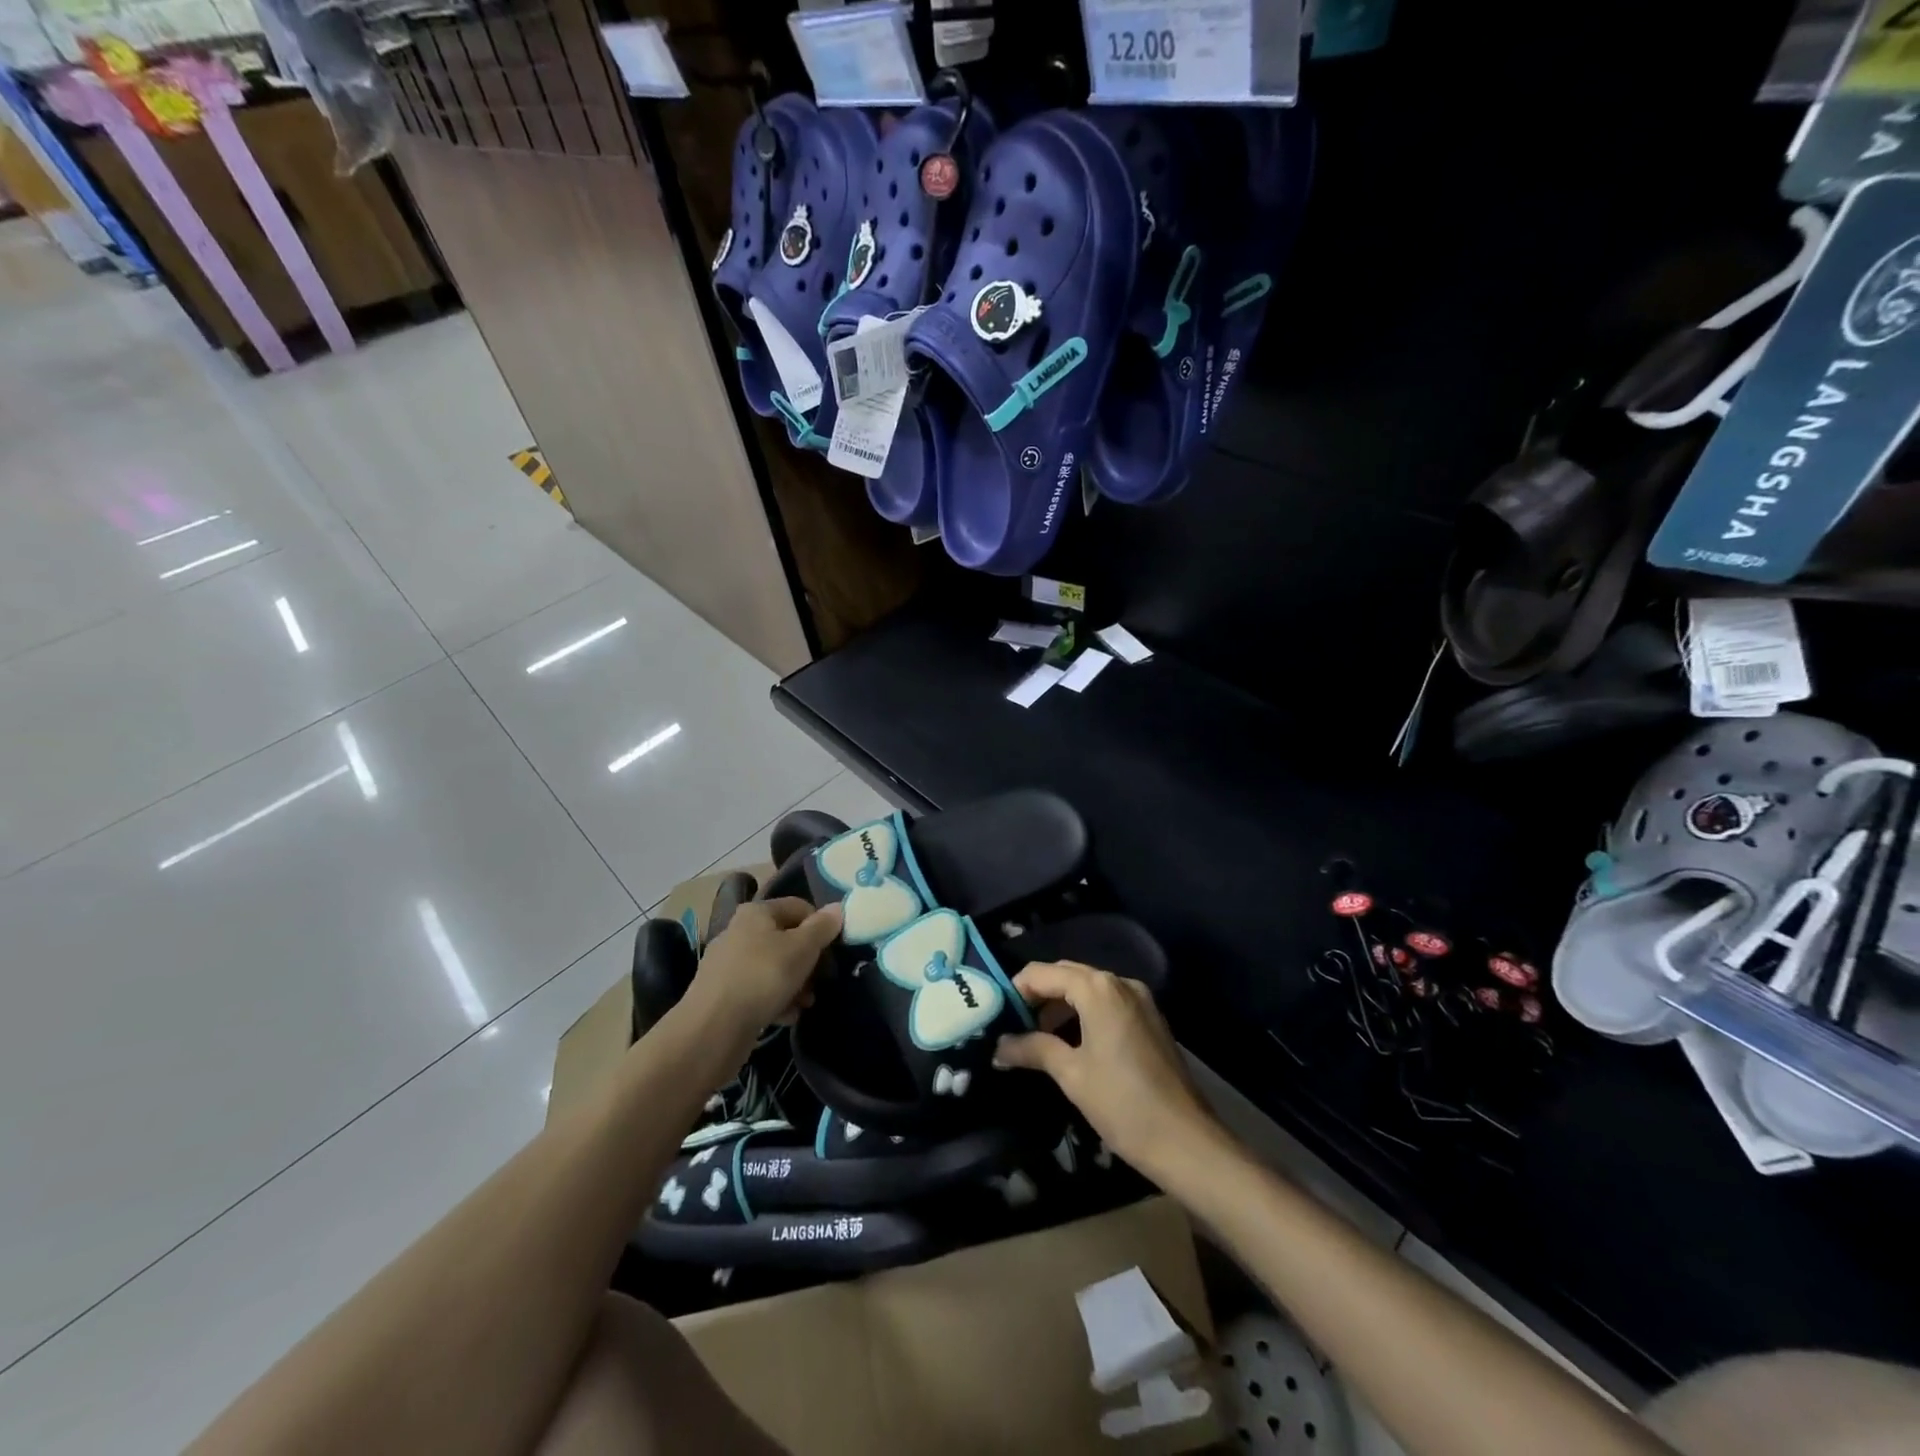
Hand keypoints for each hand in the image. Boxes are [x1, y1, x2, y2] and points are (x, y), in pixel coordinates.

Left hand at [683, 898, 841, 1045]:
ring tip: (805, 1003)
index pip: (799, 907)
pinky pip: (758, 990)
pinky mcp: (722, 993)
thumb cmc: (763, 977)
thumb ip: (822, 927)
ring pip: (773, 967)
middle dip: (808, 961)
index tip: (832, 951)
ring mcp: (728, 963)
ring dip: (795, 984)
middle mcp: (739, 931)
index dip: (820, 926)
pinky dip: (775, 1000)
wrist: (712, 1028)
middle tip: (821, 982)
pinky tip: (786, 1016)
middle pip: (786, 939)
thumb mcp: (802, 948)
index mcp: (757, 912)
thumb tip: (837, 908)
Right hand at [993, 960, 1221, 1178]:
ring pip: (1088, 989)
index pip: (1042, 973)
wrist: (1187, 1141)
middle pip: (1066, 975)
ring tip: (1035, 1038)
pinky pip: (1107, 1003)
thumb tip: (999, 1046)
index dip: (1016, 990)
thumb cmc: (1122, 1103)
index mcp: (1098, 988)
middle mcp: (1120, 982)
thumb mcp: (1071, 1075)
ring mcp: (1140, 1000)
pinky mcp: (1150, 1019)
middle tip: (1011, 1025)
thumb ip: (1033, 1049)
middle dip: (1037, 996)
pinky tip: (1070, 1043)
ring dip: (1060, 1006)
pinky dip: (1084, 1014)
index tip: (995, 1015)